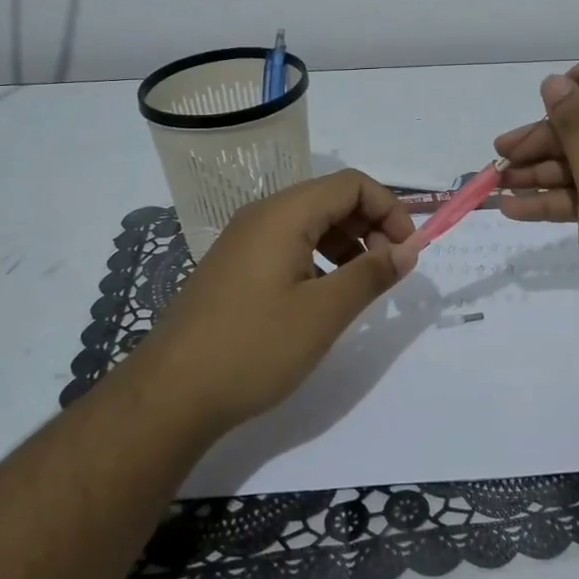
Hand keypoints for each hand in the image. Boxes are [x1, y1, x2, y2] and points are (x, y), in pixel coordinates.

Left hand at [128, 170, 415, 432]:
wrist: (170, 394)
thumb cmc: (254, 347)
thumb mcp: (324, 313)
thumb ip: (371, 274)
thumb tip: (408, 249)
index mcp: (284, 214)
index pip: (352, 184)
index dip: (389, 210)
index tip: (407, 251)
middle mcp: (262, 215)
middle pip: (331, 198)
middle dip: (370, 226)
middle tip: (388, 270)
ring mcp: (244, 240)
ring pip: (310, 222)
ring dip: (346, 243)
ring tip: (360, 285)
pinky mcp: (235, 266)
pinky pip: (288, 245)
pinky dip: (319, 258)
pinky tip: (323, 297)